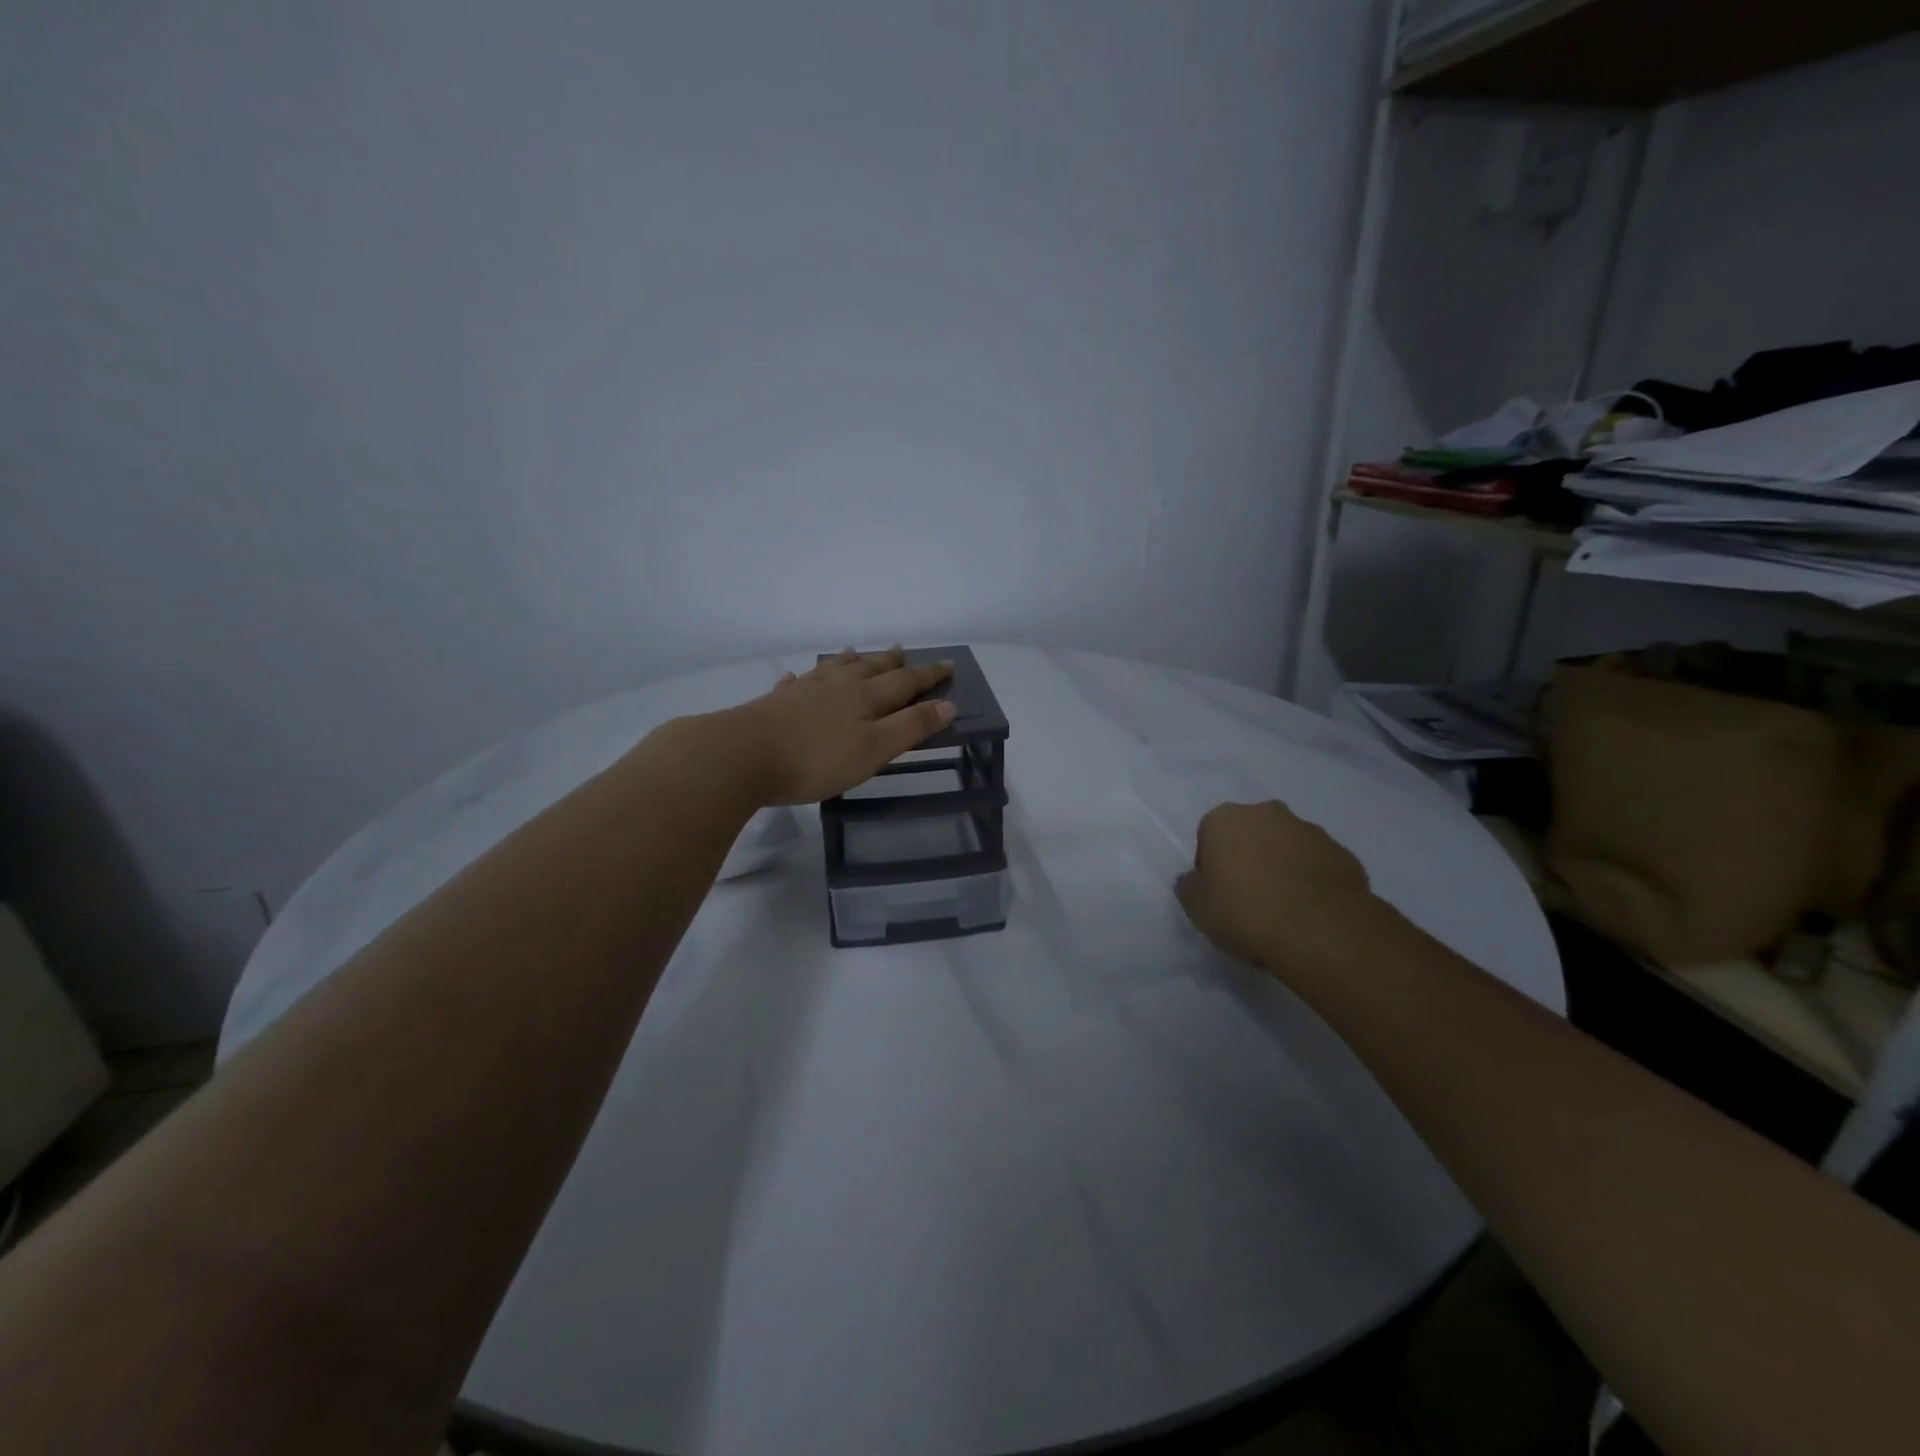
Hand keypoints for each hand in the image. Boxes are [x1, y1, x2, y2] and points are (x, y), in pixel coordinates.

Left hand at [732, 647, 955, 805]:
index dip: (928, 675)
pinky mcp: (775, 703)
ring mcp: (804, 690)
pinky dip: (803, 678)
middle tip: (903, 649)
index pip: (905, 681)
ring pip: (833, 669)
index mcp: (865, 697)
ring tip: (857, 652)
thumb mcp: (874, 749)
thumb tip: (948, 704)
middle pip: (870, 668)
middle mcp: (837, 685)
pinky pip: (795, 683)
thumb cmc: (817, 758)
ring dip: (850, 661)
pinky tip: (797, 678)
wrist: (743, 754)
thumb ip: (910, 727)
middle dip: (891, 661)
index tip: (948, 665)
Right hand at [1175, 801, 1407, 981]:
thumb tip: (1195, 879)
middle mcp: (1267, 813)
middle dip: (1248, 858)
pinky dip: (1310, 880)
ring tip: (1283, 909)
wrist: (1321, 932)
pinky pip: (1316, 865)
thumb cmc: (1245, 912)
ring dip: (1281, 867)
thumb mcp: (1196, 907)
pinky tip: (1309, 912)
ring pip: (1285, 846)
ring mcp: (1309, 830)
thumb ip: (1189, 886)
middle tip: (1249, 898)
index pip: (1209, 836)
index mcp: (1225, 819)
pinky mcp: (1342, 853)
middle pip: (1250, 834)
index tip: (1218, 894)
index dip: (1211, 866)